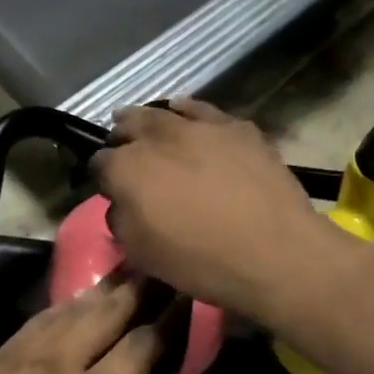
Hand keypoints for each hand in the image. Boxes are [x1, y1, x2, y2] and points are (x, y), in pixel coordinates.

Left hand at [0, 278, 157, 373]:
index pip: (141, 344)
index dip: (168, 320)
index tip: (185, 302)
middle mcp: (60, 363)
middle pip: (108, 310)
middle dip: (139, 289)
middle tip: (161, 271)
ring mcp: (22, 354)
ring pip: (72, 307)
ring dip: (104, 290)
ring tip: (127, 275)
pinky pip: (39, 320)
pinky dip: (66, 308)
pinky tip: (76, 306)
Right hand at [90, 99, 334, 326]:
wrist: (274, 253)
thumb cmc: (200, 261)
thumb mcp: (142, 254)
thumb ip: (121, 220)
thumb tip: (122, 203)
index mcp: (127, 169)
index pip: (99, 163)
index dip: (102, 176)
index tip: (109, 188)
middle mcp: (157, 138)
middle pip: (128, 125)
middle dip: (122, 137)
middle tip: (125, 149)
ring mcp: (199, 127)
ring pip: (164, 112)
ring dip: (150, 120)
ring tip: (148, 126)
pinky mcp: (235, 126)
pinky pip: (203, 111)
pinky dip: (189, 112)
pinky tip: (187, 115)